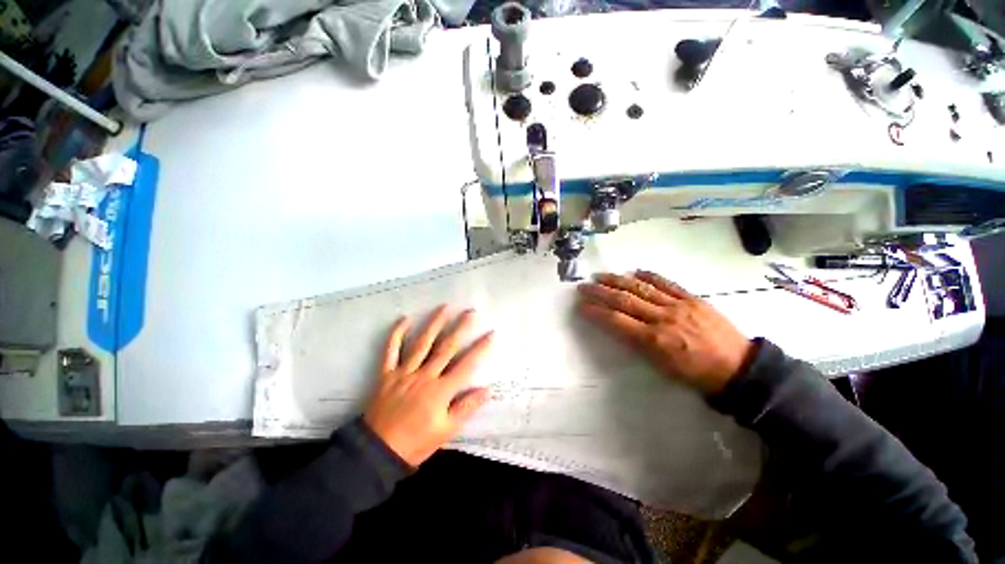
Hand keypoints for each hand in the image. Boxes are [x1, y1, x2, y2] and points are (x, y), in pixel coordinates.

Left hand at [364, 305, 493, 466]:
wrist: (377, 452)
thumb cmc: (416, 442)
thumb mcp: (446, 430)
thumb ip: (466, 408)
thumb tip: (486, 390)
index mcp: (441, 390)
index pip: (466, 364)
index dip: (480, 348)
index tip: (491, 333)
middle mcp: (425, 375)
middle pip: (446, 347)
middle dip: (460, 328)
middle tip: (470, 311)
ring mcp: (405, 372)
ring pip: (422, 343)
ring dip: (434, 323)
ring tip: (444, 307)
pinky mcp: (387, 374)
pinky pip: (391, 350)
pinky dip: (396, 334)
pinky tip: (404, 319)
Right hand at [577, 271, 754, 393]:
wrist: (739, 368)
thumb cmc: (696, 375)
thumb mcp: (662, 368)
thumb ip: (638, 345)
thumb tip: (619, 327)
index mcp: (654, 340)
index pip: (616, 321)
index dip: (596, 312)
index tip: (581, 306)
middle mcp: (663, 318)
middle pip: (624, 300)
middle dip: (600, 292)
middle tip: (583, 286)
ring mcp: (678, 305)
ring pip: (641, 288)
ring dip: (618, 280)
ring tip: (601, 275)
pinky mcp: (692, 298)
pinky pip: (667, 283)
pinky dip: (649, 275)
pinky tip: (636, 271)